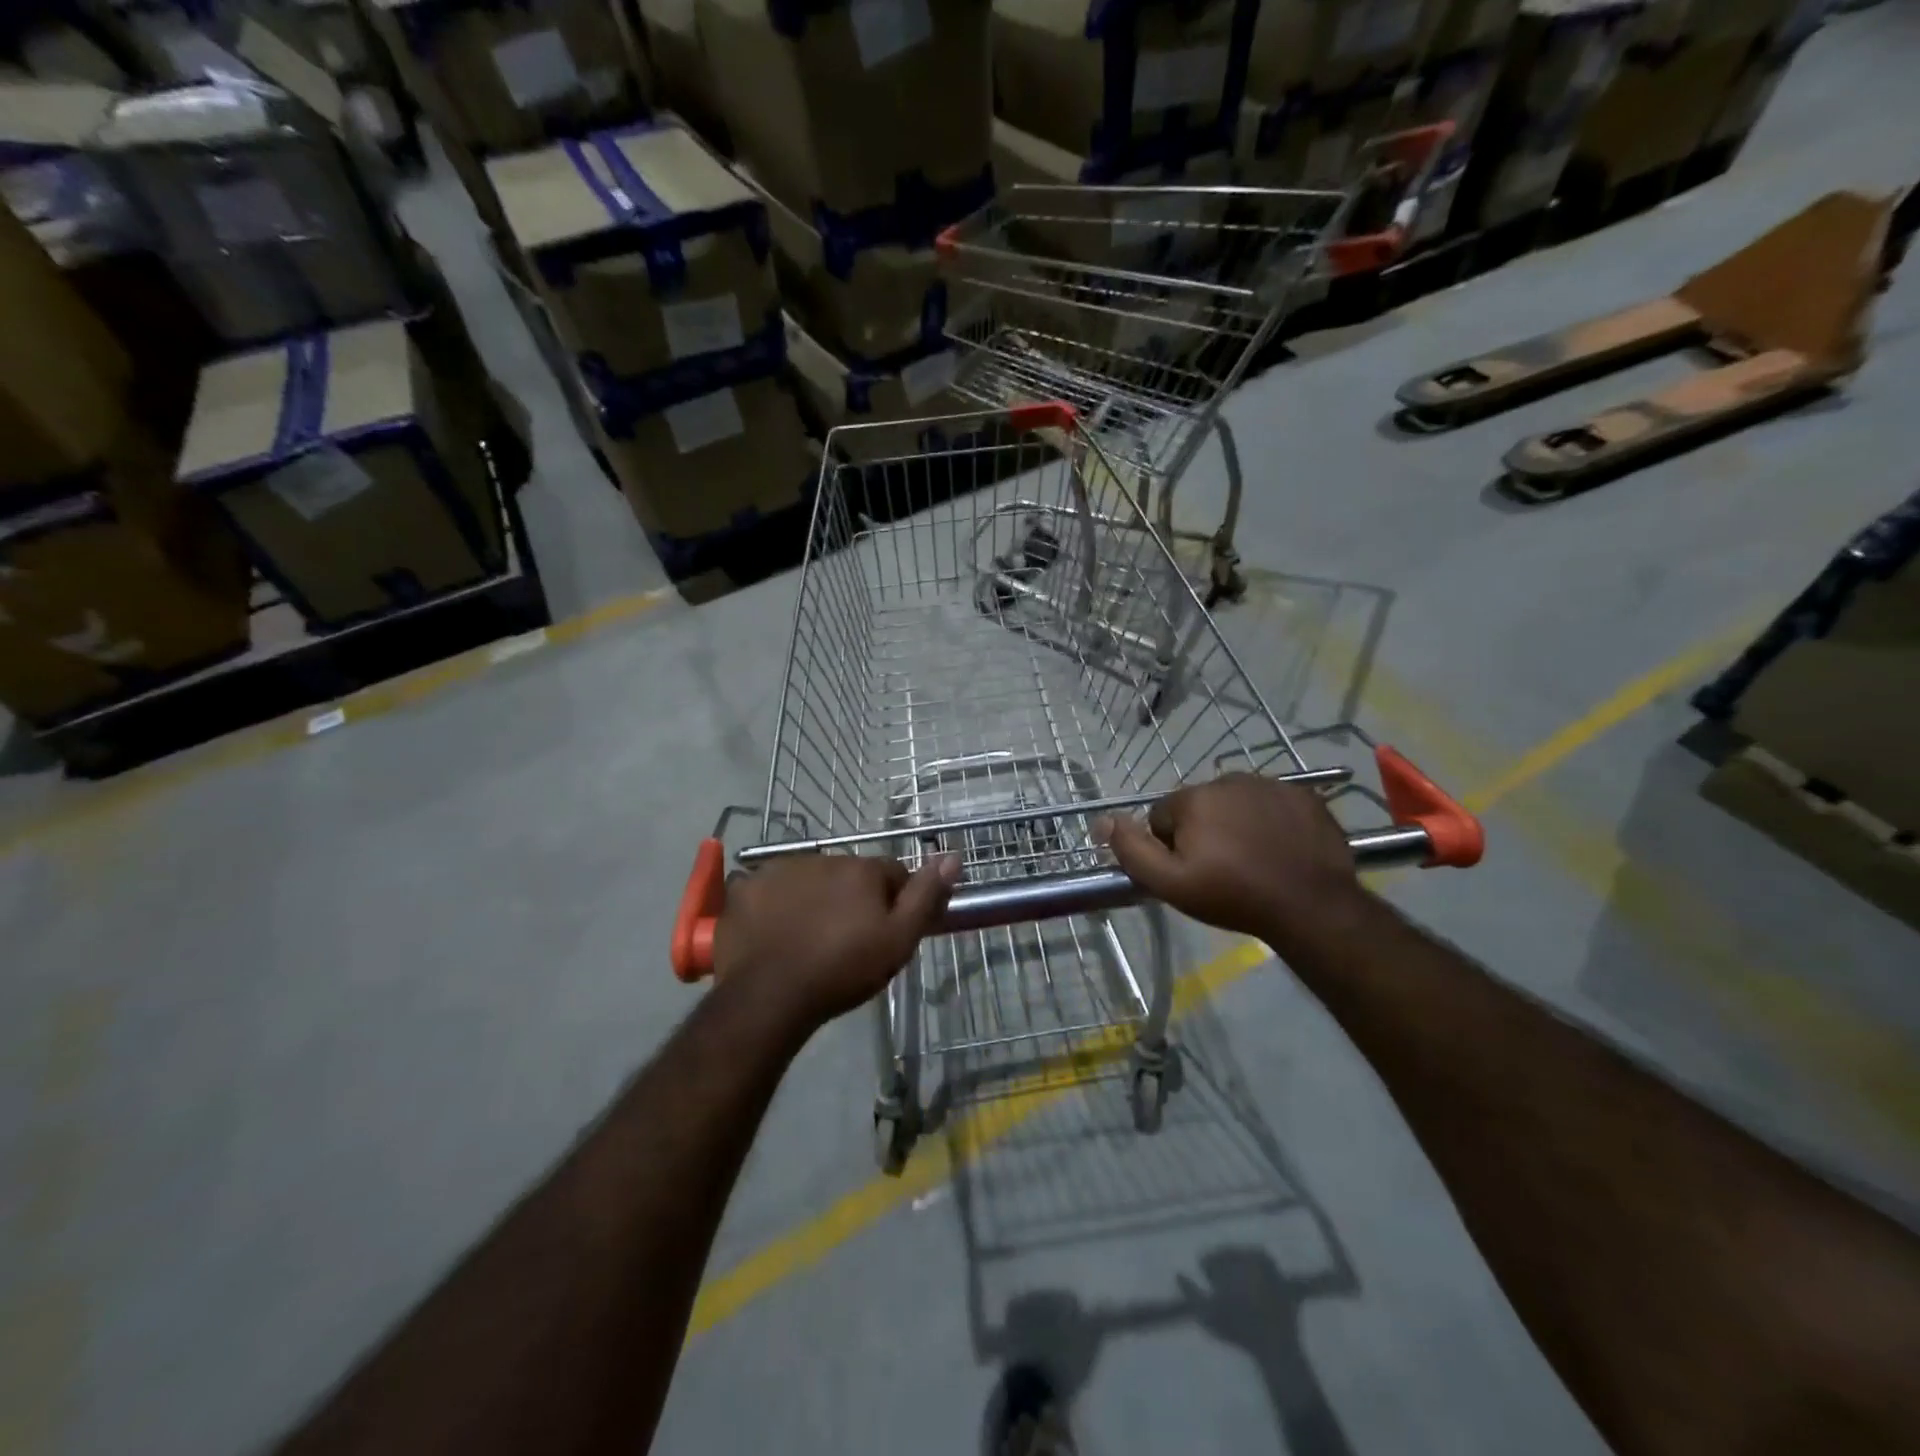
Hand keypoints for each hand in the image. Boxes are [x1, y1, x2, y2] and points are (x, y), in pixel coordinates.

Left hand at [713, 853, 960, 1033]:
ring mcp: (779, 870)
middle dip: (853, 899)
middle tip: (846, 941)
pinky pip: (770, 890)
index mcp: (861, 869)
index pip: (892, 873)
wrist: (768, 997)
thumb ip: (926, 897)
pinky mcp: (745, 888)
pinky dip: (776, 905)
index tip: (885, 933)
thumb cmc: (841, 970)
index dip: (894, 902)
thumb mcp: (897, 942)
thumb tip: (953, 856)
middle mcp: (822, 858)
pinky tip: (775, 935)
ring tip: (808, 941)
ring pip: (810, 880)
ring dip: (815, 899)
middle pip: (849, 875)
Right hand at [1096, 774, 1364, 948]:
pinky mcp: (1304, 796)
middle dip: (1203, 832)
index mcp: (1193, 798)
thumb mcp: (1170, 883)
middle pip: (1199, 806)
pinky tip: (1279, 850)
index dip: (1170, 847)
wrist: (1311, 906)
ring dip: (1236, 824)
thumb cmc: (1234, 896)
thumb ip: (1131, 850)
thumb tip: (1102, 820)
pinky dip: (1270, 821)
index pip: (1162, 816)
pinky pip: (1271, 804)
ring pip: (1235, 803)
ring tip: (1253, 861)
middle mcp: (1228, 779)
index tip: (1192, 872)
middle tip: (1221, 869)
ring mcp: (1270, 785)